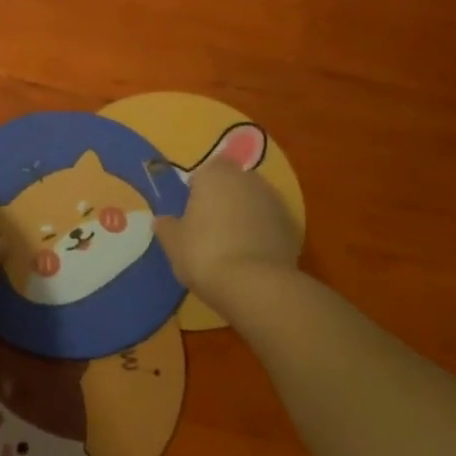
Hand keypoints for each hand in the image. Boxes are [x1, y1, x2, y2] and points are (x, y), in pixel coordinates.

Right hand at [155, 159, 300, 308]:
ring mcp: (275, 202)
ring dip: (245, 216)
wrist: (255, 285)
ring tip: (232, 246)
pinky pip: (271, 225)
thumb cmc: (204, 253)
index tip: (191, 210)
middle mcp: (248, 180)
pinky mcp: (293, 227)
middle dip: (224, 200)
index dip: (199, 188)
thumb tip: (162, 221)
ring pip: (254, 203)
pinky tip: (252, 259)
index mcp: (216, 175)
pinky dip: (262, 235)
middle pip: (234, 184)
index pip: (208, 170)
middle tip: (210, 228)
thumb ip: (166, 226)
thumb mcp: (173, 243)